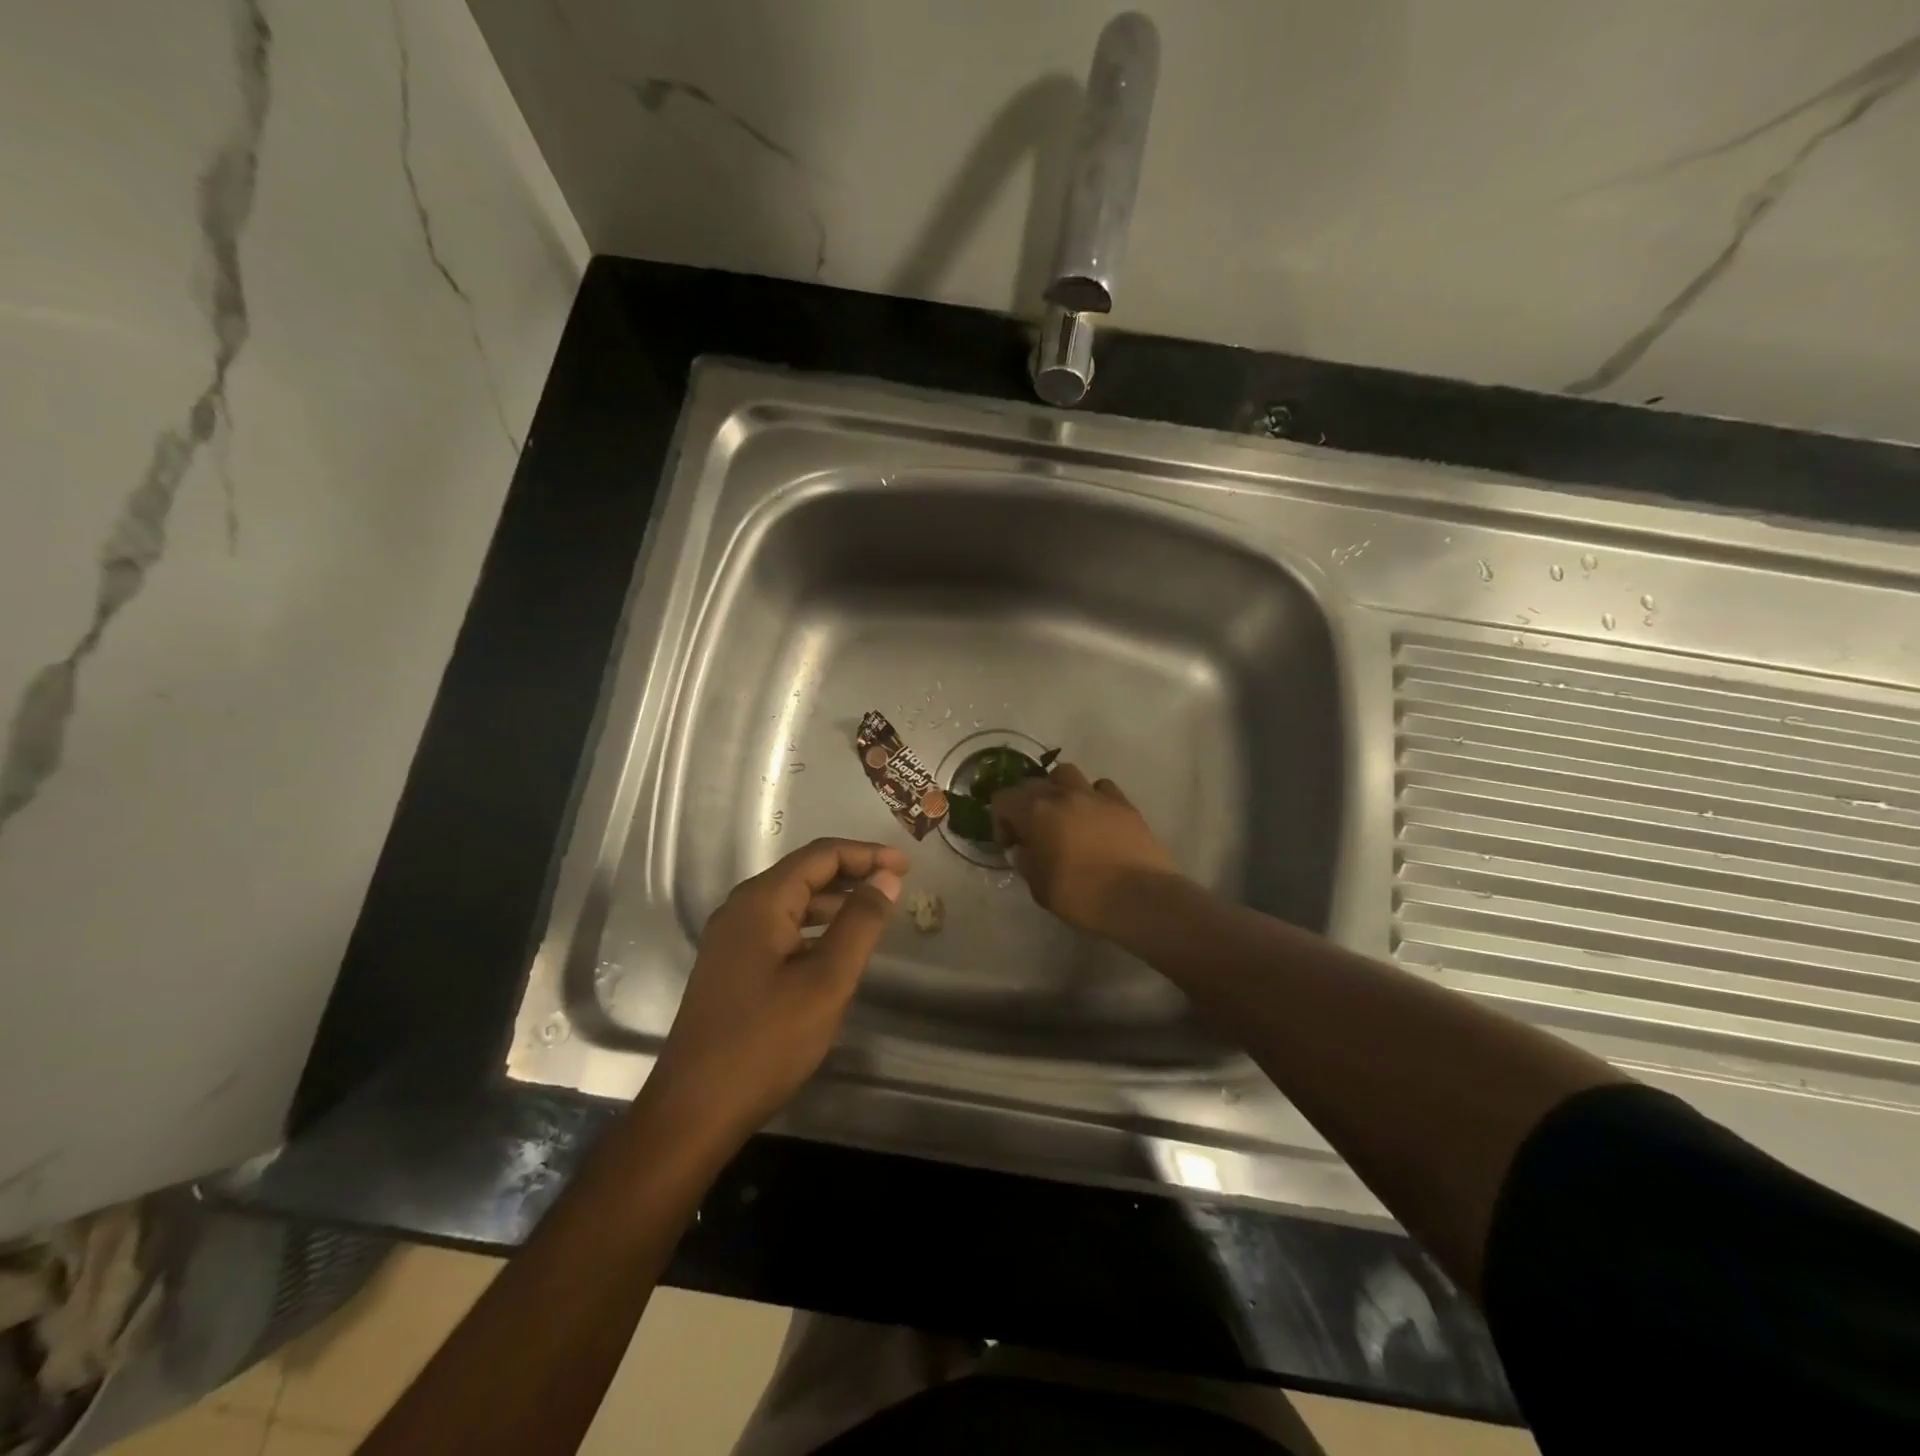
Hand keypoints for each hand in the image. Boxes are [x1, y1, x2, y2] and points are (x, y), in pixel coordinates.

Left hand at [650, 838, 905, 1140]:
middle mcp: (741, 909)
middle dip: (852, 873)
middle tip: (895, 884)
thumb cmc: (766, 1042)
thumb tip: (886, 878)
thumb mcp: (826, 981)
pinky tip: (835, 949)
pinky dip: (813, 927)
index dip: (866, 854)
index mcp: (761, 901)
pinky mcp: (730, 967)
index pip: (821, 855)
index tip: (906, 866)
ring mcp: (730, 939)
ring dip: (834, 901)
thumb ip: (860, 923)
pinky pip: (779, 929)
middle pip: (804, 873)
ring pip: (791, 903)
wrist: (694, 1110)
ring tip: (874, 913)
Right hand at [990, 763, 1178, 935]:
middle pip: (1033, 782)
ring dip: (1059, 789)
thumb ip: (1027, 861)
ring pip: (1067, 773)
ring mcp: (1096, 796)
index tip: (1012, 844)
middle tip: (1034, 831)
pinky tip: (1097, 818)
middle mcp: (1063, 794)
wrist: (1138, 898)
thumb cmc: (1081, 896)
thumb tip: (1026, 849)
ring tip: (1064, 814)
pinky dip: (1093, 797)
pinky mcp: (1124, 803)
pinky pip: (1101, 788)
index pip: (1003, 798)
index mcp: (1036, 812)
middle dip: (1027, 803)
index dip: (1001, 820)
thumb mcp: (1039, 887)